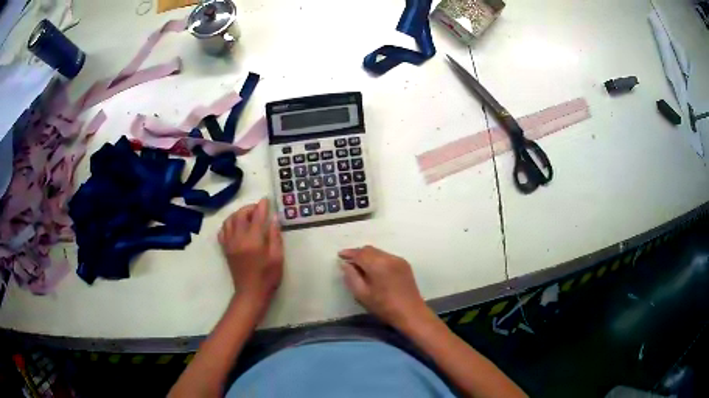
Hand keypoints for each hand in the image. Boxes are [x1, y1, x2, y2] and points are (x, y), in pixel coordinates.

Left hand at [219, 198, 283, 306]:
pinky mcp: (225, 249)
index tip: (266, 200)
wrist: (251, 293)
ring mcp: (230, 244)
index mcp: (253, 240)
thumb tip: (274, 219)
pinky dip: (228, 224)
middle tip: (259, 209)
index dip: (262, 206)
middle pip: (240, 215)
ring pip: (229, 221)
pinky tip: (236, 226)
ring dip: (238, 214)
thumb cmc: (268, 277)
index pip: (257, 217)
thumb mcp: (277, 257)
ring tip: (247, 216)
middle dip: (249, 208)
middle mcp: (238, 239)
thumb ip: (274, 236)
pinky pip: (223, 231)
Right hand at [339, 246, 429, 330]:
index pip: (360, 253)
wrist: (411, 313)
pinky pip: (387, 256)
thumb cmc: (384, 307)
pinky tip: (374, 269)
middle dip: (358, 253)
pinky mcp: (405, 264)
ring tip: (360, 266)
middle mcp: (389, 258)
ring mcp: (398, 260)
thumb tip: (345, 264)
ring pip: (379, 252)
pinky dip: (378, 259)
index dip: (349, 253)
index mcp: (378, 264)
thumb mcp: (362, 294)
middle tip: (348, 261)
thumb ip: (351, 277)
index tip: (340, 255)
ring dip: (368, 256)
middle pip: (369, 250)